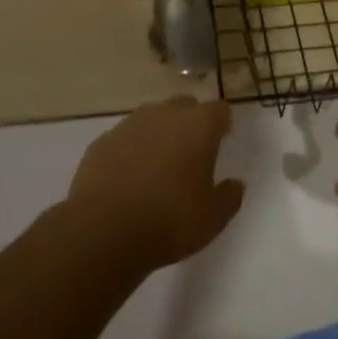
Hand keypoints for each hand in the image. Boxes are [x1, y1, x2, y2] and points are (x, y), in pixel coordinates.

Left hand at [69, 97, 243, 271]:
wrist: (103, 232)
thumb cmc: (169, 222)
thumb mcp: (212, 219)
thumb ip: (229, 196)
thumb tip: (235, 184)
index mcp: (198, 126)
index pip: (219, 110)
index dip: (222, 123)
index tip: (223, 139)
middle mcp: (165, 114)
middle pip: (185, 106)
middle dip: (191, 123)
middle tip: (191, 153)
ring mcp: (130, 124)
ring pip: (152, 119)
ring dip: (159, 134)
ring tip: (158, 165)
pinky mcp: (102, 141)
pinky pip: (125, 138)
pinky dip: (131, 150)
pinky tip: (128, 177)